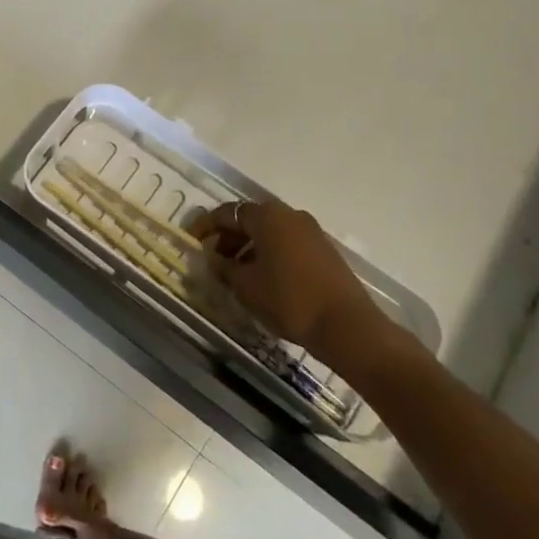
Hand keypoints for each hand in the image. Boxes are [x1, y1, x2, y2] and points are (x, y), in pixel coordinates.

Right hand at [191, 201, 404, 377]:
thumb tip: (213, 259)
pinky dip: (268, 254)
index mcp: (267, 216)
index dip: (205, 226)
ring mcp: (310, 232)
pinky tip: (262, 278)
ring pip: (269, 232)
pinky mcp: (324, 250)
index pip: (226, 212)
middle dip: (227, 237)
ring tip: (235, 272)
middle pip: (249, 219)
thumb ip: (224, 268)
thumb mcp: (245, 286)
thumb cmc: (288, 299)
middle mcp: (289, 215)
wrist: (347, 326)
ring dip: (248, 247)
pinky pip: (286, 243)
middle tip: (213, 259)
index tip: (191, 240)